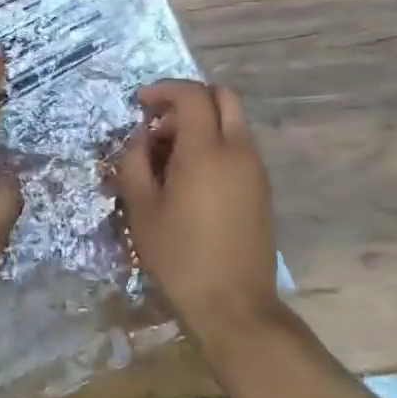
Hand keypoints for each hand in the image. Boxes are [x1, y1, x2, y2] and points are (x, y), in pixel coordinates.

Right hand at [112, 80, 285, 350]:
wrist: (235, 307)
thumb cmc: (181, 257)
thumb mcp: (142, 210)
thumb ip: (134, 163)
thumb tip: (140, 139)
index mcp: (206, 150)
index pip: (191, 94)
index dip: (163, 90)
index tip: (139, 103)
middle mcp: (238, 150)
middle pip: (222, 96)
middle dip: (188, 99)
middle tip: (160, 122)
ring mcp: (255, 169)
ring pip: (232, 121)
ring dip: (202, 123)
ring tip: (169, 156)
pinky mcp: (262, 188)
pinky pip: (238, 147)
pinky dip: (215, 143)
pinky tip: (191, 177)